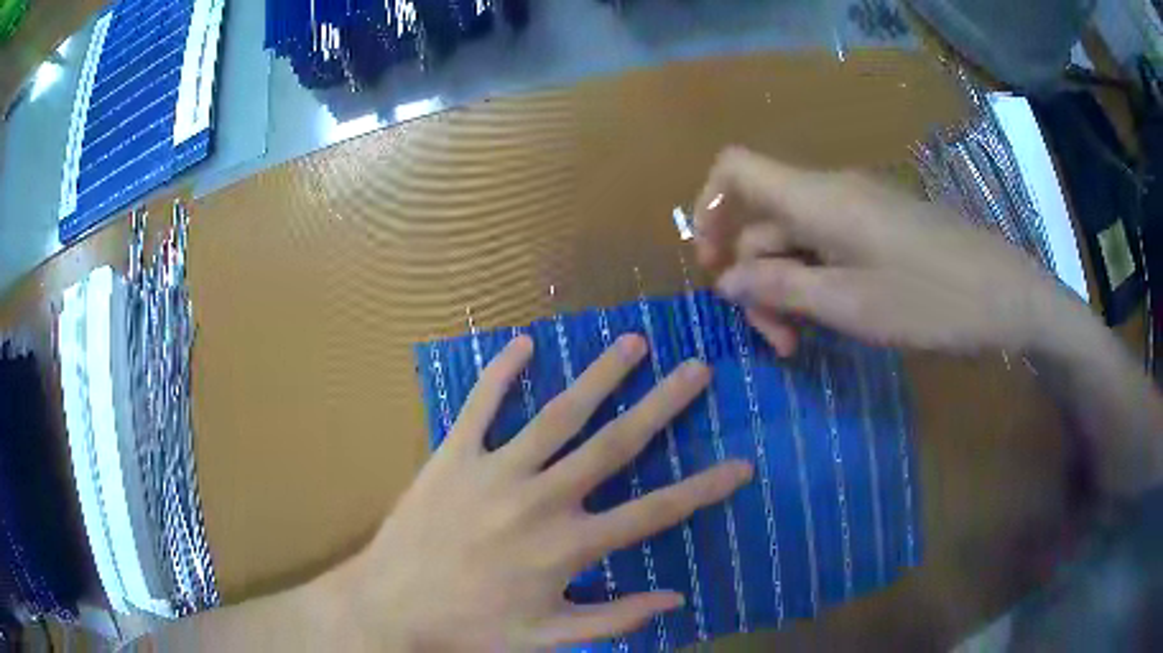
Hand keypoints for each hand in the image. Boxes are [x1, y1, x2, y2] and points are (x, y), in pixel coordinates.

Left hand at [332, 334, 752, 650]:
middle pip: (615, 445)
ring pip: (558, 414)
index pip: (655, 513)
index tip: (743, 465)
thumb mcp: (549, 637)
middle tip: (696, 370)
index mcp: (568, 546)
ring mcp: (495, 471)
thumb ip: (614, 618)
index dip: (704, 489)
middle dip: (662, 405)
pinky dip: (500, 372)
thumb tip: (673, 599)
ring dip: (599, 375)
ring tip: (633, 341)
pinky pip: (480, 405)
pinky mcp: (453, 456)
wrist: (392, 604)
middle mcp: (541, 499)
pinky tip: (523, 341)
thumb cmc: (472, 626)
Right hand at [694, 147, 1073, 355]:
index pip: (735, 169)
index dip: (708, 207)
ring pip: (797, 238)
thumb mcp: (850, 305)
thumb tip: (726, 280)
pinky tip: (833, 320)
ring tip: (802, 343)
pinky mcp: (881, 227)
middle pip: (764, 219)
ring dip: (787, 288)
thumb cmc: (932, 301)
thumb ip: (781, 288)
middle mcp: (832, 191)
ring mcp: (859, 208)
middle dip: (756, 278)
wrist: (1007, 296)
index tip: (711, 265)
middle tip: (777, 341)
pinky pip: (829, 245)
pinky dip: (816, 281)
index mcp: (818, 198)